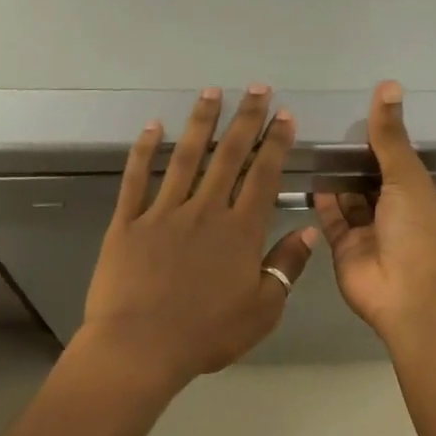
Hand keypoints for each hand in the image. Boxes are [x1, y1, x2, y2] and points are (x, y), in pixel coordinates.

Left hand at [82, 87, 319, 390]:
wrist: (140, 347)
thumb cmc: (206, 334)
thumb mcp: (262, 310)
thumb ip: (285, 267)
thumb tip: (307, 231)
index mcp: (240, 232)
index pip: (263, 176)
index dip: (275, 143)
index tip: (284, 115)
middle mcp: (204, 211)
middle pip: (228, 156)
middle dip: (244, 119)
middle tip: (256, 88)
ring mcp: (162, 213)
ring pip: (185, 158)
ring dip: (200, 123)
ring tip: (211, 92)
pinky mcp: (127, 223)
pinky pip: (135, 179)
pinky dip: (143, 150)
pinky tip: (152, 127)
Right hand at [314, 82, 435, 343]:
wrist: (409, 296)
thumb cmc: (419, 231)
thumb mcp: (408, 177)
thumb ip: (390, 137)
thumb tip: (388, 86)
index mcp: (422, 197)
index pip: (399, 164)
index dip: (381, 144)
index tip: (355, 118)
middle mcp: (397, 215)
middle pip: (372, 182)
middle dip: (353, 161)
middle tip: (323, 128)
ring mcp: (370, 234)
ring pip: (350, 200)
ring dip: (336, 178)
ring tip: (310, 145)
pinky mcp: (346, 250)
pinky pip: (332, 220)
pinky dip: (323, 200)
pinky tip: (309, 175)